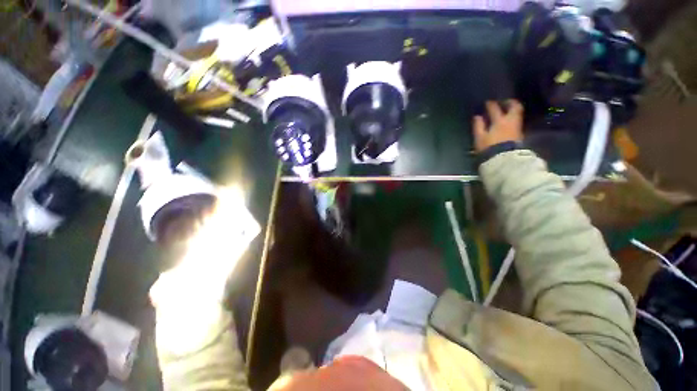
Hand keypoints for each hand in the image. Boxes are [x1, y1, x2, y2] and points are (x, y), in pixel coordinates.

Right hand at [472, 100, 523, 152]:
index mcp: (499, 121)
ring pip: (517, 114)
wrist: (504, 159)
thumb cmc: (489, 148)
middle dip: (509, 102)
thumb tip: (477, 117)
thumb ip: (479, 126)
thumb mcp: (480, 138)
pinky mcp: (519, 134)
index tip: (487, 102)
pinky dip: (513, 118)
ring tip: (506, 111)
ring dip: (512, 110)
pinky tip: (507, 121)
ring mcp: (517, 127)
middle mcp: (510, 121)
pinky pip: (517, 121)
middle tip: (504, 102)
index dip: (491, 104)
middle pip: (514, 107)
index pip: (495, 109)